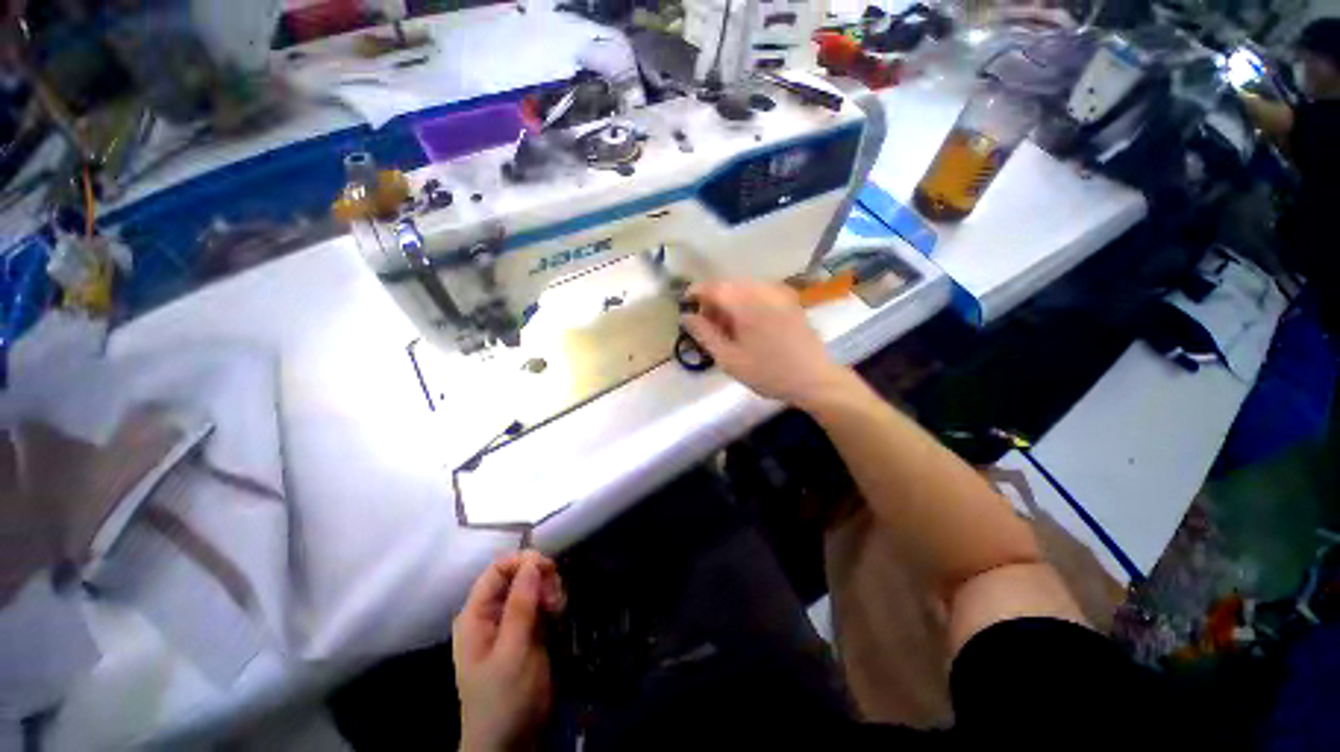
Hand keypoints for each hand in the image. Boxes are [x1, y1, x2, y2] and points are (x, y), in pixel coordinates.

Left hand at [453, 550, 565, 751]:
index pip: (497, 569)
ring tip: (558, 609)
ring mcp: (512, 621)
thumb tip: (532, 561)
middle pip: (519, 574)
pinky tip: (558, 615)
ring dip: (550, 590)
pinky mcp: (529, 630)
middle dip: (540, 578)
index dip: (522, 561)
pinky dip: (553, 602)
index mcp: (476, 614)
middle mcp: (493, 612)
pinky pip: (542, 601)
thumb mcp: (511, 652)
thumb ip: (520, 606)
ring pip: (534, 585)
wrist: (512, 741)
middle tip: (555, 597)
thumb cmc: (503, 698)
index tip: (548, 568)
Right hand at [682, 280, 853, 407]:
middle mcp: (762, 290)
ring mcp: (779, 293)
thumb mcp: (729, 359)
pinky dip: (746, 303)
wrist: (814, 379)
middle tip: (707, 325)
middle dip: (713, 301)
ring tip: (727, 328)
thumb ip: (704, 334)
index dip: (695, 293)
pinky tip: (747, 325)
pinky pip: (760, 293)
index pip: (713, 287)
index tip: (685, 306)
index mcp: (745, 303)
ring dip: (730, 302)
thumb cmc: (768, 372)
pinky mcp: (789, 300)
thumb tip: (686, 316)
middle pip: (728, 285)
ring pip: (744, 288)